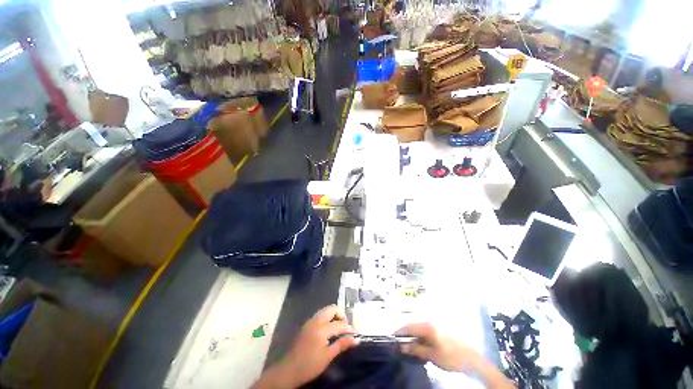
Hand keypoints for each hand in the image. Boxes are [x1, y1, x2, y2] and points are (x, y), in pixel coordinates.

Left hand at [254, 305, 357, 388]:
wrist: (288, 370)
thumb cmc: (310, 365)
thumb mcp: (328, 356)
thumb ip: (342, 345)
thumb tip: (356, 339)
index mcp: (322, 328)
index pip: (340, 323)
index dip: (349, 328)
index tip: (355, 334)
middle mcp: (316, 320)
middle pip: (332, 309)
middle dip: (341, 315)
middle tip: (346, 326)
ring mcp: (310, 321)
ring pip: (325, 310)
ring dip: (333, 315)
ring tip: (338, 328)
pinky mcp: (306, 325)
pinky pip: (319, 315)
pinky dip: (327, 318)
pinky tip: (328, 330)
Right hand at [395, 322, 480, 371]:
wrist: (471, 359)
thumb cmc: (450, 356)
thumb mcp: (431, 355)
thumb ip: (415, 349)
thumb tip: (401, 346)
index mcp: (427, 326)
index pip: (409, 326)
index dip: (399, 332)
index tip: (391, 338)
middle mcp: (430, 323)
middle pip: (413, 327)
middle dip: (405, 335)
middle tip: (399, 345)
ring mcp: (435, 327)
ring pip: (419, 330)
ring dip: (413, 338)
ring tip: (408, 348)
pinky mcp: (439, 332)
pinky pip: (425, 333)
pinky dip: (420, 340)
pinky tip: (419, 348)